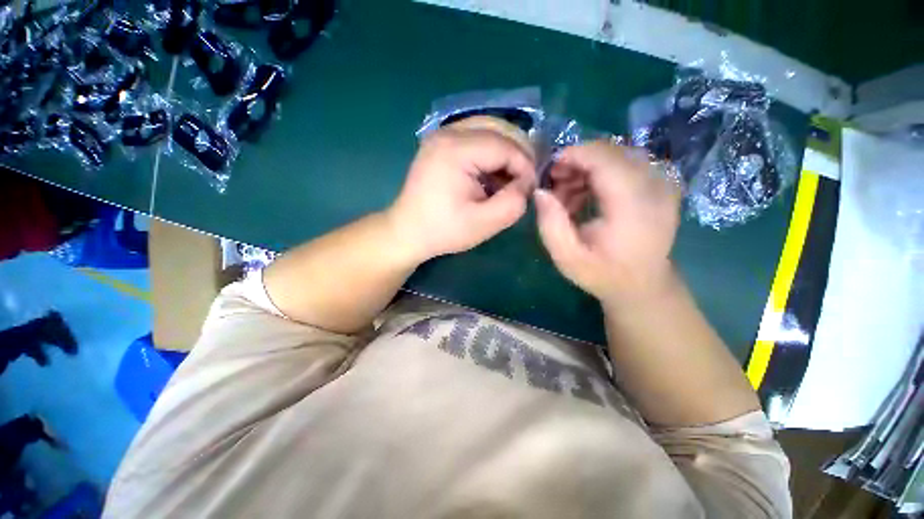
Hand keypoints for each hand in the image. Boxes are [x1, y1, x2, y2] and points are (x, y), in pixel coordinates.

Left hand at [387, 117, 535, 260]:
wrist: (408, 231)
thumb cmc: (444, 230)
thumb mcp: (484, 223)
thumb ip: (513, 202)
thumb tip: (527, 183)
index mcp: (456, 150)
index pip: (505, 146)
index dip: (525, 166)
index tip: (531, 188)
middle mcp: (448, 132)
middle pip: (498, 130)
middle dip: (518, 156)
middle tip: (524, 182)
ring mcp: (441, 135)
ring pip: (488, 130)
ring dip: (505, 153)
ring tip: (509, 179)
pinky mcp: (440, 143)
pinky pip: (475, 137)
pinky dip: (490, 153)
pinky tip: (491, 175)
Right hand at [534, 141, 681, 305]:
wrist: (643, 285)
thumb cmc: (603, 273)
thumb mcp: (566, 257)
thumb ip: (550, 223)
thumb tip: (540, 191)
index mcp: (633, 206)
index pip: (604, 159)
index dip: (573, 156)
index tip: (549, 171)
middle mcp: (655, 187)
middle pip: (611, 152)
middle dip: (577, 161)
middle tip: (555, 185)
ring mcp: (663, 183)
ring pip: (617, 154)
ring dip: (586, 168)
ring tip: (568, 195)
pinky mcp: (661, 184)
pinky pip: (626, 163)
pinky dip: (600, 172)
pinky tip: (586, 195)